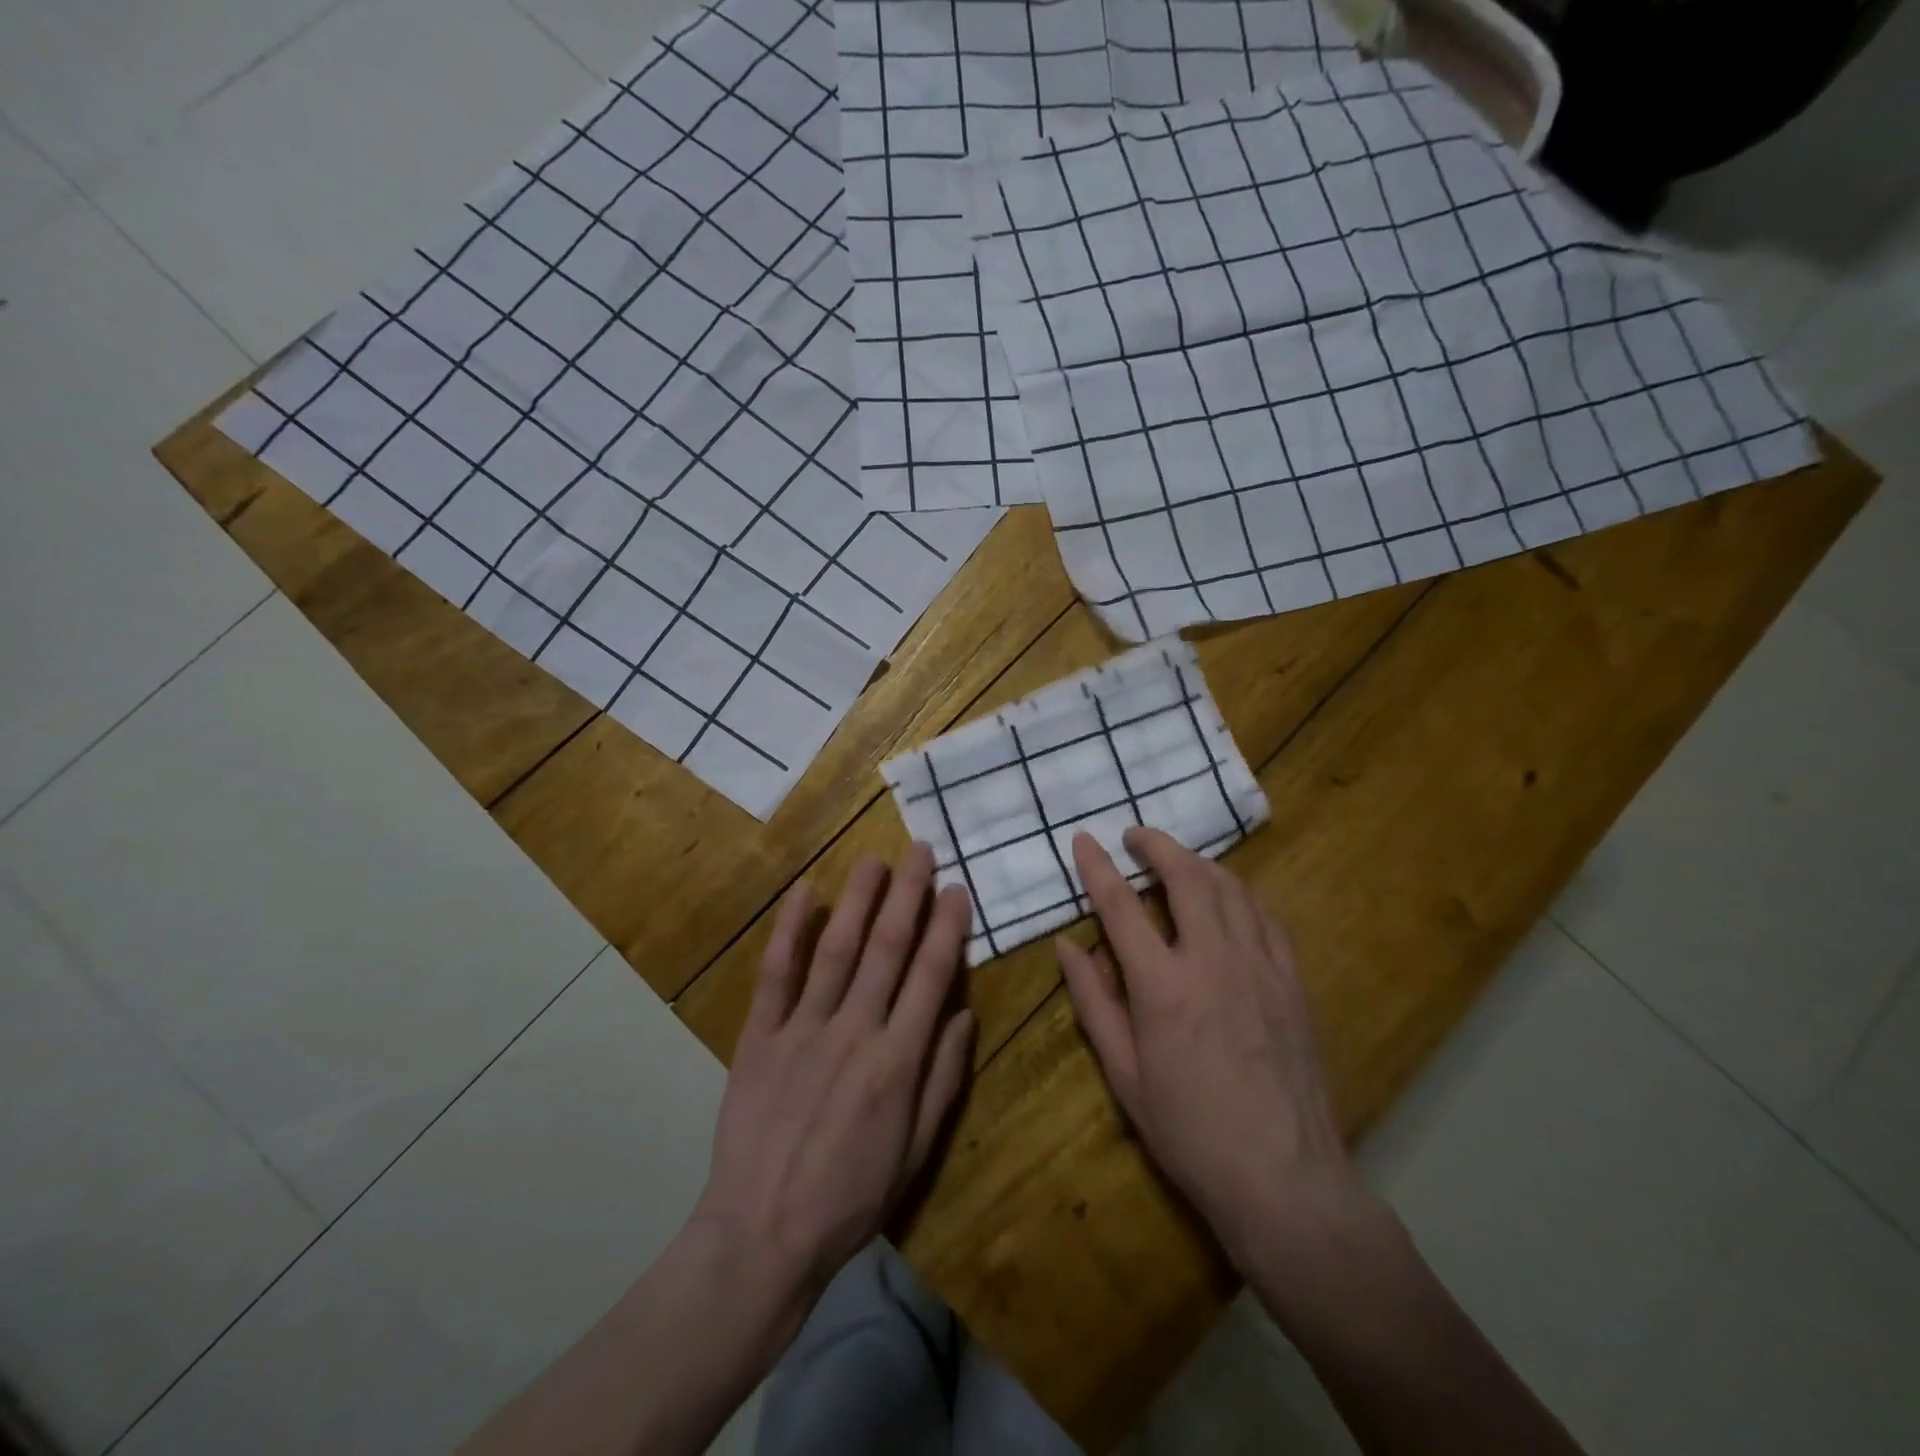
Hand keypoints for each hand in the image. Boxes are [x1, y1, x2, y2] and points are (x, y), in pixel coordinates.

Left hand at [692, 844, 975, 1302]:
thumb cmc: (851, 1196)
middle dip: (908, 894)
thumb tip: (964, 1015)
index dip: (947, 928)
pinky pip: (777, 973)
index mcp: (898, 1060)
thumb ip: (943, 1078)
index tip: (957, 890)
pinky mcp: (761, 1035)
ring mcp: (804, 1028)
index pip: (930, 976)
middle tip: (920, 850)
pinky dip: (789, 929)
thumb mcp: (916, 1150)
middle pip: (887, 948)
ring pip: (837, 948)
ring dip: (858, 898)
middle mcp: (855, 1030)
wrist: (763, 1233)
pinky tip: (803, 892)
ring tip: (874, 860)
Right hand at [1056, 828, 1370, 1267]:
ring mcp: (1261, 966)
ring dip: (1198, 863)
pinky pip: (1265, 916)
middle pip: (1187, 877)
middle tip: (1136, 835)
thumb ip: (1094, 1001)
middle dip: (1157, 845)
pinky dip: (1238, 894)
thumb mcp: (1124, 1074)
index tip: (1084, 840)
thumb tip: (1067, 946)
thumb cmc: (1189, 1132)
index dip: (1098, 867)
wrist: (1285, 1179)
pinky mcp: (1292, 980)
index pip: (1122, 906)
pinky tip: (1227, 899)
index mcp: (1163, 987)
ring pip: (1230, 888)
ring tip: (1176, 860)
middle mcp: (1213, 961)